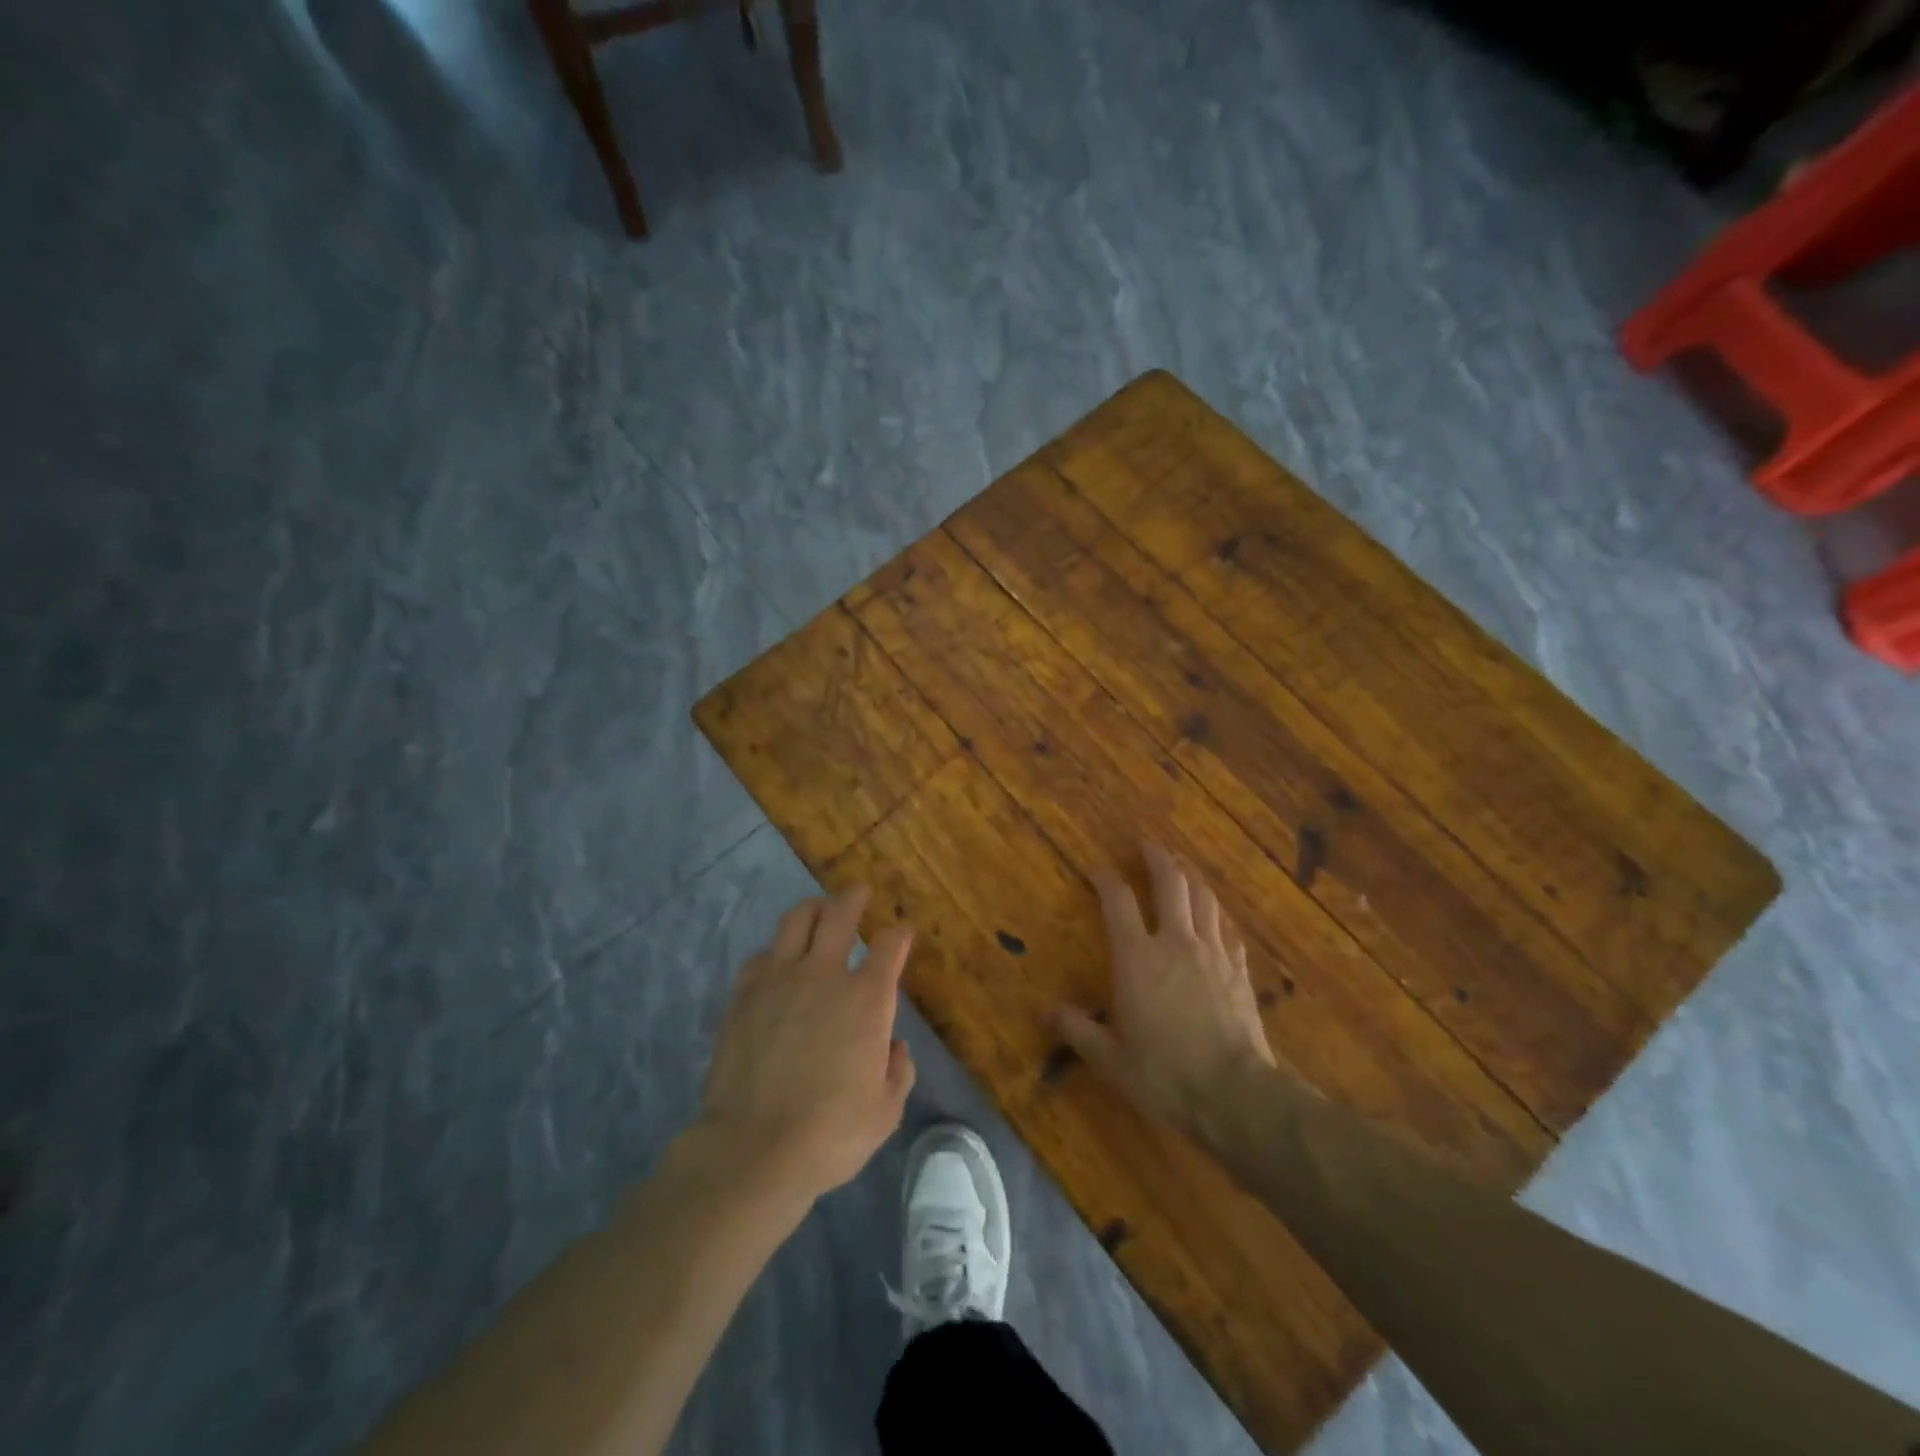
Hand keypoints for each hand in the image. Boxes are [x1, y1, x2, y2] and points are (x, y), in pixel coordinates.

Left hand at [697, 886, 915, 1204]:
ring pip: (796, 921)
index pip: (890, 945)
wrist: (754, 1147)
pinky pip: (761, 956)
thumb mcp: (885, 1111)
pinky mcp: (744, 995)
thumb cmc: (831, 1133)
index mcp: (867, 998)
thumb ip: (897, 1072)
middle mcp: (825, 975)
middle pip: (840, 914)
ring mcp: (780, 980)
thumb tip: (894, 1047)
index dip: (900, 934)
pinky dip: (775, 952)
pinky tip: (776, 961)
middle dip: (853, 897)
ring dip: (812, 909)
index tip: (902, 932)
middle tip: (858, 891)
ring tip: (818, 909)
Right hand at [1057, 843, 1276, 1135]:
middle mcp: (1175, 943)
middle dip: (1157, 858)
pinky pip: (1227, 929)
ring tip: (1182, 866)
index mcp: (1137, 958)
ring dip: (1191, 876)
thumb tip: (1044, 1012)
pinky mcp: (1239, 970)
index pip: (1117, 901)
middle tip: (1147, 845)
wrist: (1236, 1095)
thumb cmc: (1165, 1075)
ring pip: (1203, 898)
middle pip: (1170, 883)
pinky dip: (1216, 914)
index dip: (1105, 879)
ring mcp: (1213, 953)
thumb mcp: (1111, 1059)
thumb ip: (1077, 1029)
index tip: (1096, 868)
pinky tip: (1215, 916)